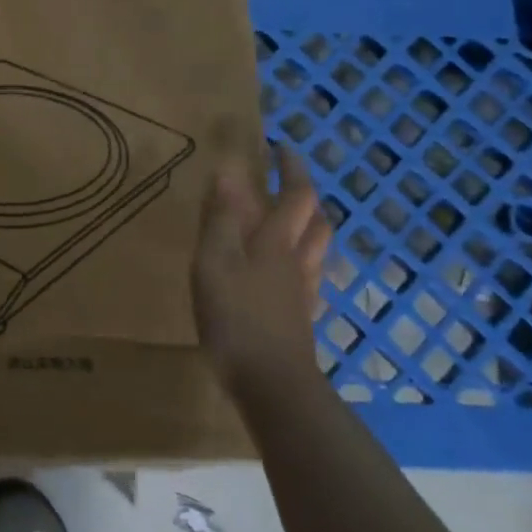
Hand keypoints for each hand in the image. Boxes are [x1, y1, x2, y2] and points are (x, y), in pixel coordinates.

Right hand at [192, 145, 331, 390]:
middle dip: (305, 195)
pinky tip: (287, 273)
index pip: (295, 195)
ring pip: (316, 250)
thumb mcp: (215, 262)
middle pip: (316, 221)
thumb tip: (229, 169)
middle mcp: (297, 261)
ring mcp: (303, 292)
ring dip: (309, 226)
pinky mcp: (300, 318)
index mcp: (276, 242)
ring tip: (289, 220)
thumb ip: (221, 218)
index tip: (280, 146)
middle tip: (288, 181)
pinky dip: (301, 262)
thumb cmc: (236, 317)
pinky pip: (308, 278)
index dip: (291, 168)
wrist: (272, 384)